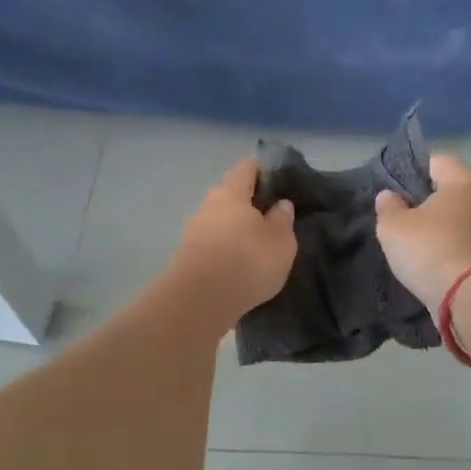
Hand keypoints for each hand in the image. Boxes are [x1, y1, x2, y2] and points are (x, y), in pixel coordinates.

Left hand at [172, 160, 297, 324]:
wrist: (200, 301)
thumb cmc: (247, 260)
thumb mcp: (281, 240)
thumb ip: (282, 219)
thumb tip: (280, 204)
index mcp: (231, 192)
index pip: (247, 168)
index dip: (264, 170)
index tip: (280, 182)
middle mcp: (208, 205)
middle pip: (231, 195)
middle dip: (250, 204)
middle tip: (273, 218)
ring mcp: (194, 231)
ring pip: (220, 221)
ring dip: (237, 229)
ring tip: (257, 245)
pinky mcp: (188, 257)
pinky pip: (213, 244)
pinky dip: (226, 250)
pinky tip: (239, 265)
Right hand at [374, 155, 470, 313]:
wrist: (470, 298)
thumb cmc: (430, 249)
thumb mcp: (393, 226)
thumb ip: (388, 207)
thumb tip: (389, 196)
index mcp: (464, 181)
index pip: (436, 161)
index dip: (411, 170)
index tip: (392, 187)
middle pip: (449, 190)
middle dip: (425, 199)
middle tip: (399, 213)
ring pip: (456, 217)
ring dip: (437, 225)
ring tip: (411, 239)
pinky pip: (462, 240)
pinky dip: (447, 245)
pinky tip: (428, 258)